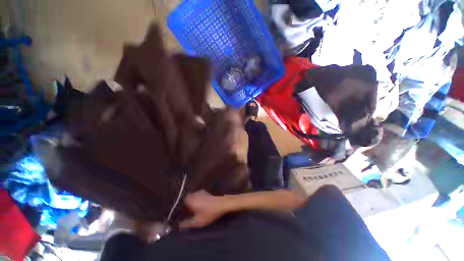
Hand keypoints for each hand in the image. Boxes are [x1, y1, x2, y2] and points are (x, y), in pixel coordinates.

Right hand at [179, 190, 228, 228]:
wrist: (222, 203)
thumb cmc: (210, 213)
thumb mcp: (198, 221)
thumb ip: (187, 224)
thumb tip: (179, 225)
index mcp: (190, 200)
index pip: (180, 206)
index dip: (180, 213)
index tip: (182, 218)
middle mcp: (193, 194)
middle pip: (185, 202)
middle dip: (185, 208)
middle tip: (189, 215)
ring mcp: (199, 192)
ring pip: (191, 199)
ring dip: (191, 204)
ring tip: (194, 212)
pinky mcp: (204, 191)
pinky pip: (196, 196)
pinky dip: (196, 201)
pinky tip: (200, 206)